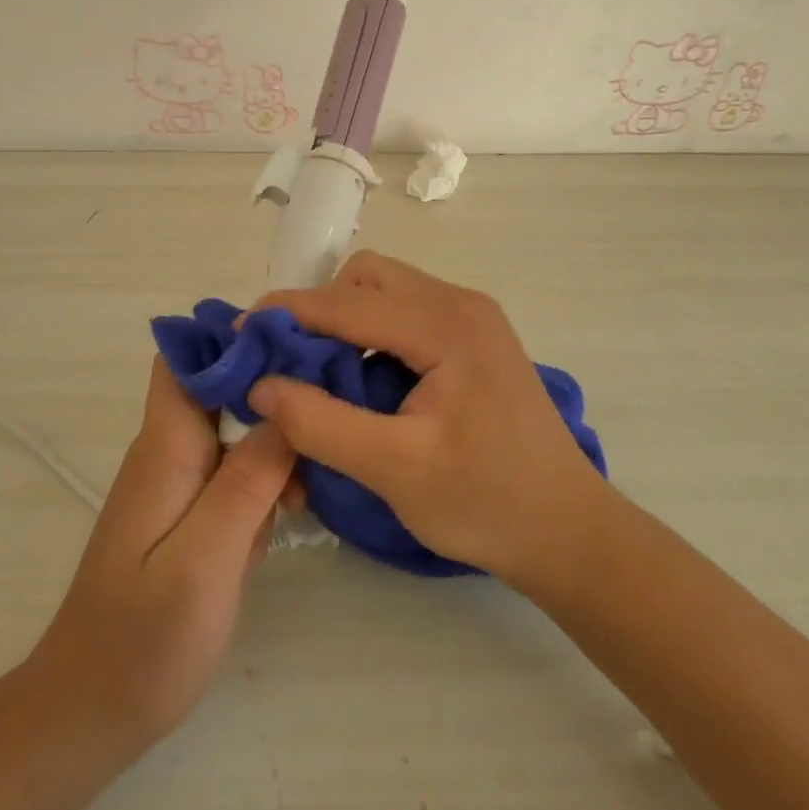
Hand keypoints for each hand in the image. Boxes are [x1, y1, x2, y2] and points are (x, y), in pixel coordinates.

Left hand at [26, 358, 295, 745]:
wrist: (86, 716)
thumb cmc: (144, 641)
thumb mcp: (207, 560)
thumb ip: (248, 480)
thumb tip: (286, 402)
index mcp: (166, 448)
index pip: (185, 358)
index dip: (234, 339)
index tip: (295, 344)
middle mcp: (168, 453)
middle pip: (220, 389)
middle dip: (273, 391)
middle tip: (328, 413)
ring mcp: (176, 485)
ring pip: (234, 433)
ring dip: (275, 445)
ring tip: (313, 481)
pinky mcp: (186, 516)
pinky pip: (233, 474)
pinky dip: (264, 483)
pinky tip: (289, 516)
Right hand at [248, 252, 607, 587]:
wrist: (569, 531)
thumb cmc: (486, 503)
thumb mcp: (395, 470)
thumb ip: (321, 424)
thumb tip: (261, 385)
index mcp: (446, 325)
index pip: (347, 302)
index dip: (287, 314)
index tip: (239, 334)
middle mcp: (460, 303)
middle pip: (368, 278)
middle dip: (319, 311)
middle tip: (289, 362)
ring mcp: (472, 317)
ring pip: (386, 291)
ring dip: (344, 321)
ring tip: (320, 375)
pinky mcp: (474, 338)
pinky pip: (406, 313)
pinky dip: (371, 334)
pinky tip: (363, 381)